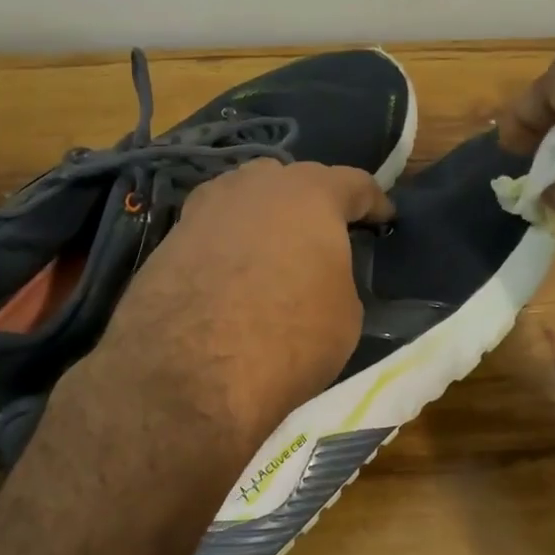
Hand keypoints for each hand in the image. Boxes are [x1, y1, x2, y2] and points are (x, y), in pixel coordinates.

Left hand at [85, 159, 391, 453]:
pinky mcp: (169, 239)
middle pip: (292, 180)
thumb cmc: (288, 338)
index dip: (374, 202)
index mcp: (310, 195)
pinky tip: (232, 274)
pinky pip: (213, 230)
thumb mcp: (345, 314)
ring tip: (275, 249)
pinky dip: (229, 244)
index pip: (354, 183)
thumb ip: (337, 276)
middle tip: (324, 233)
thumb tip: (320, 275)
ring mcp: (205, 209)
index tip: (384, 219)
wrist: (188, 373)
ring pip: (245, 199)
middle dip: (312, 202)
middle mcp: (255, 186)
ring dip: (265, 217)